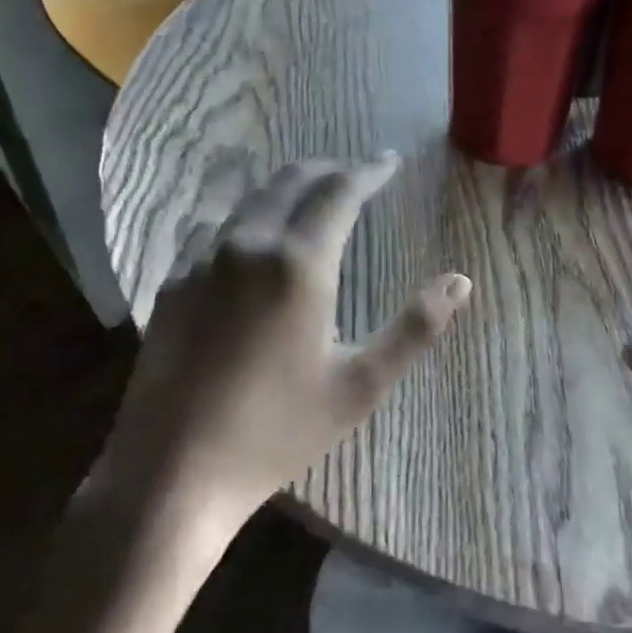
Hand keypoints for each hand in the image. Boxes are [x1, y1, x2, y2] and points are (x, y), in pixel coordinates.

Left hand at [93, 156, 471, 538]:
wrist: (171, 472)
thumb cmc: (276, 430)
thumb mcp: (359, 386)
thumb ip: (414, 328)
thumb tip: (460, 282)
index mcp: (299, 263)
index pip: (340, 191)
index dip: (369, 171)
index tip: (389, 160)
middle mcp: (248, 244)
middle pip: (291, 181)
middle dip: (328, 170)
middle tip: (355, 174)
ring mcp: (201, 261)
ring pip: (250, 201)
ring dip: (286, 190)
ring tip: (309, 200)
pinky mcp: (172, 283)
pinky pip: (215, 231)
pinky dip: (246, 221)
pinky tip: (250, 244)